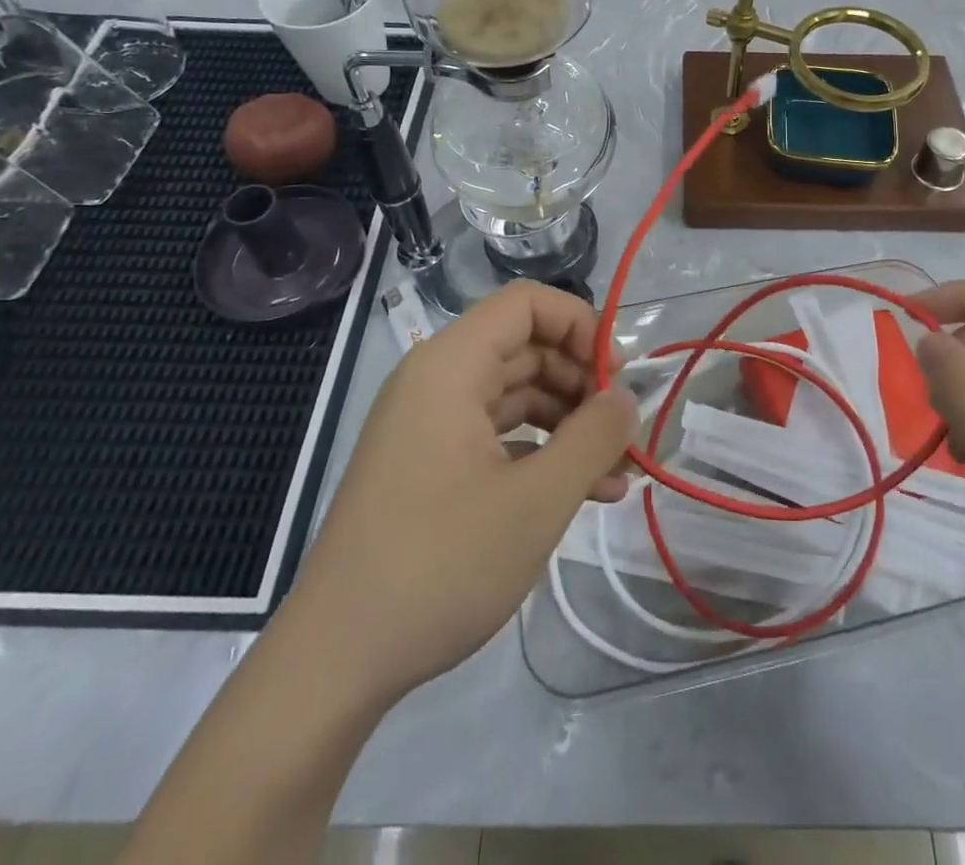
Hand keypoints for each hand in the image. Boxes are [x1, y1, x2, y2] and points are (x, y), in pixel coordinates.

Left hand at [293, 281, 637, 709]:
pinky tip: (582, 493)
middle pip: (525, 347)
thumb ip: (593, 437)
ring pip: (515, 394)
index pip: (527, 303)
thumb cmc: (440, 565)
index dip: (580, 325)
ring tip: (617, 471)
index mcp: (450, 365)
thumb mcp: (537, 500)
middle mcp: (436, 380)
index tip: (618, 377)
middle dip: (582, 381)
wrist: (336, 661)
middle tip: (625, 430)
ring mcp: (429, 424)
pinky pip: (495, 434)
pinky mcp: (429, 464)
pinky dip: (539, 452)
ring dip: (569, 423)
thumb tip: (627, 397)